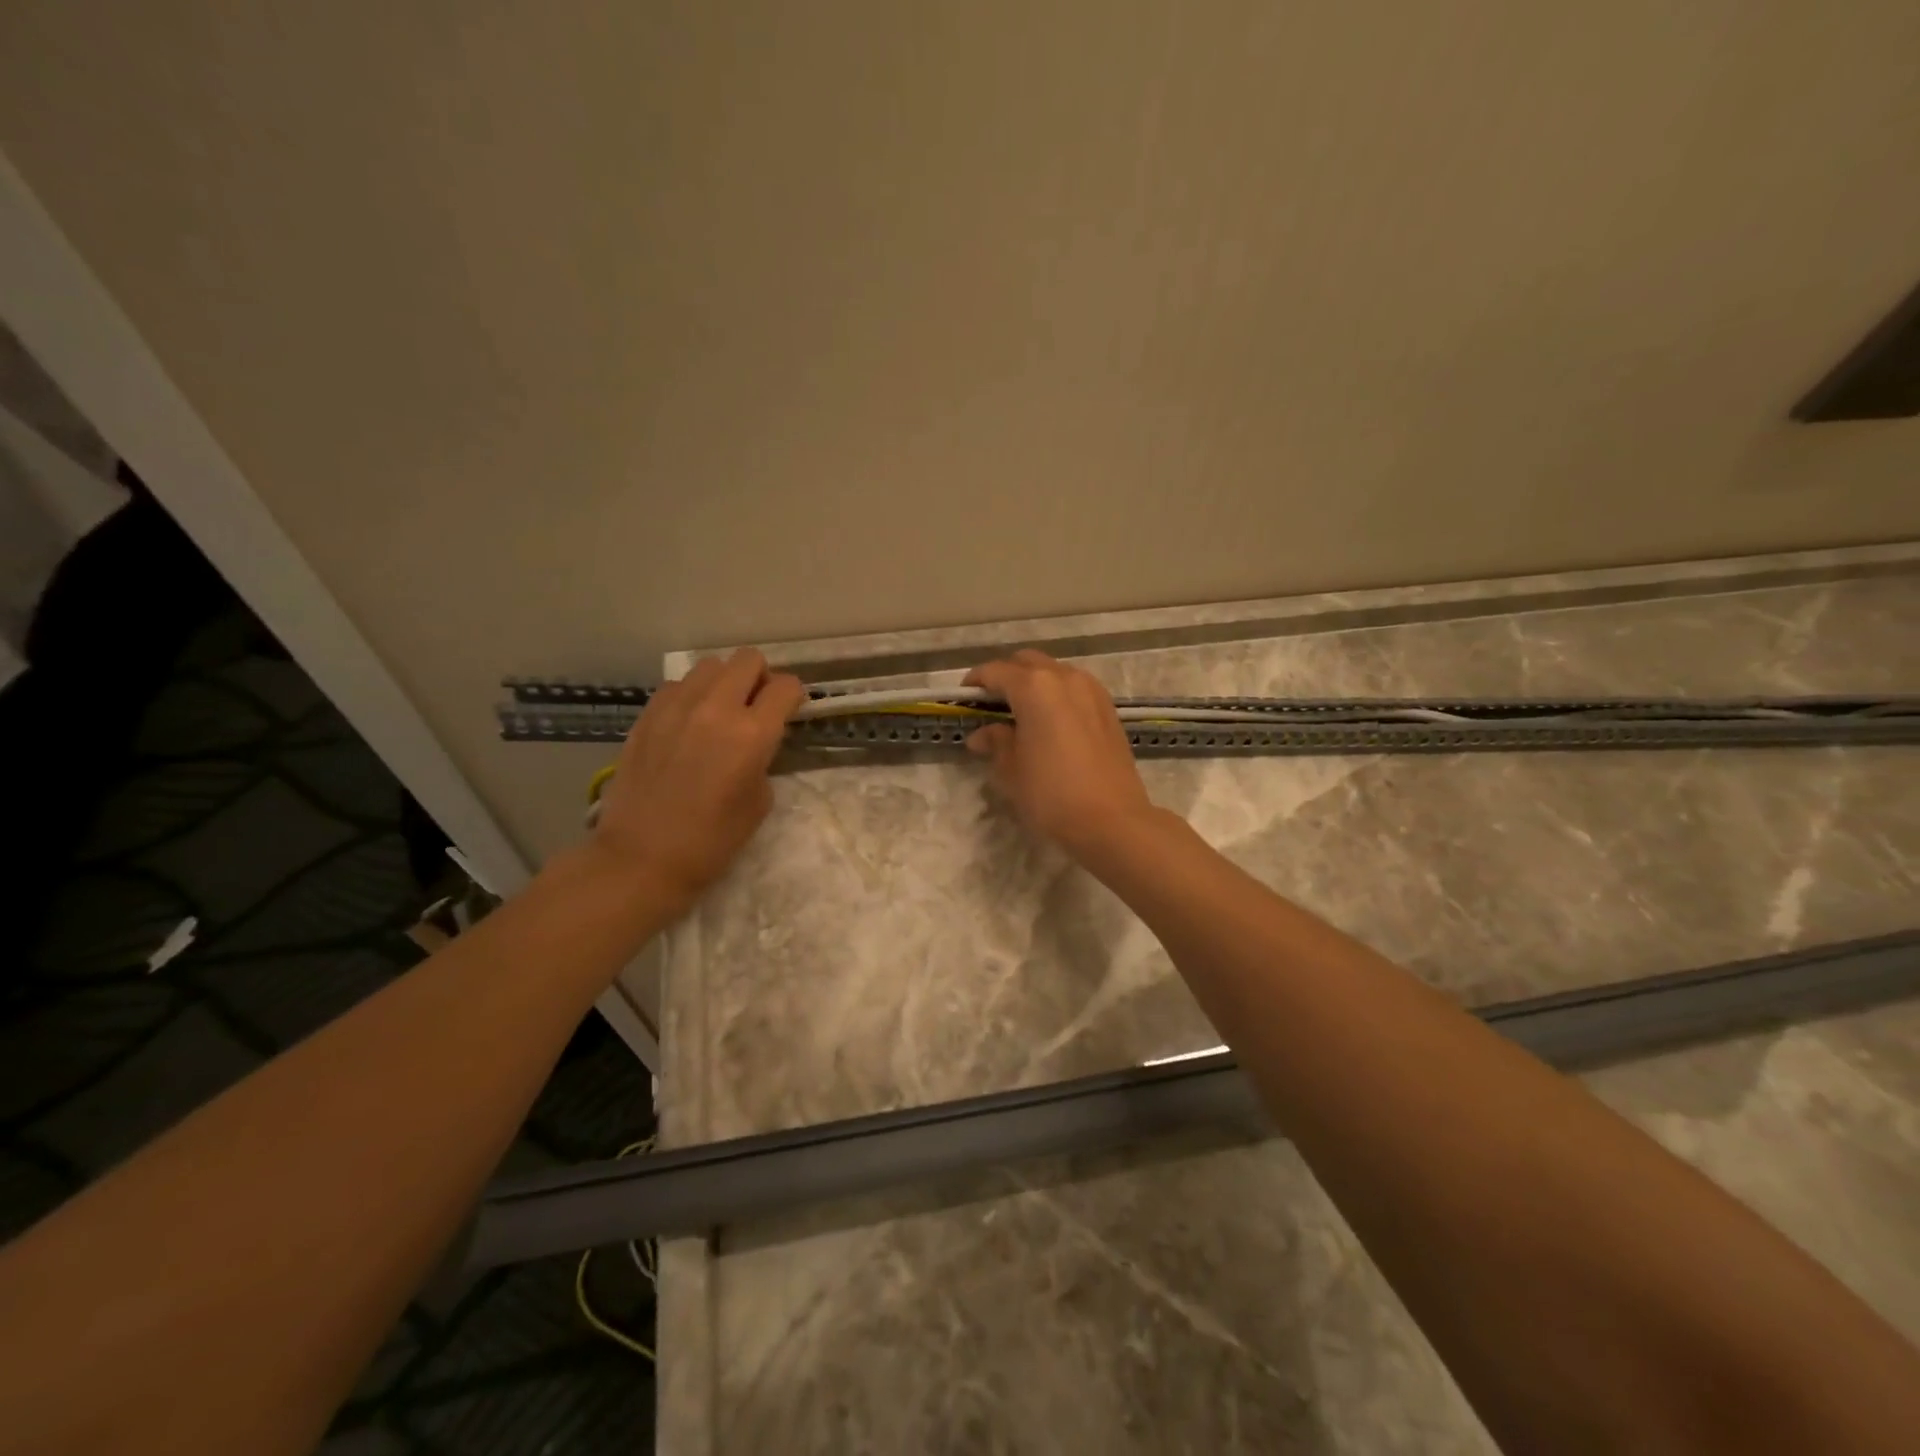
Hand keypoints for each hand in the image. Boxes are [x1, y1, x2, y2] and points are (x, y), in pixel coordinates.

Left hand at [591, 648, 805, 914]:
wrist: (641, 857)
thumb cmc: (711, 841)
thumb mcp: (759, 802)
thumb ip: (763, 758)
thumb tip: (756, 742)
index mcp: (751, 734)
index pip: (785, 687)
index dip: (793, 697)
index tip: (790, 712)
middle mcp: (716, 708)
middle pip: (749, 659)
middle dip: (760, 678)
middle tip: (756, 707)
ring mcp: (676, 706)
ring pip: (711, 665)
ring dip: (724, 682)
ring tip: (720, 712)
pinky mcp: (647, 714)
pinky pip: (678, 685)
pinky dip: (691, 695)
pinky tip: (688, 724)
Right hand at [963, 650, 1157, 856]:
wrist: (1112, 819)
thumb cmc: (1051, 794)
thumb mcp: (1011, 770)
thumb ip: (995, 742)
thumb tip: (982, 734)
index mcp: (1034, 687)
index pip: (995, 672)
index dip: (975, 683)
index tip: (964, 699)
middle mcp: (1064, 677)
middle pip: (1026, 662)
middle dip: (1006, 676)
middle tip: (991, 704)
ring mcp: (1091, 690)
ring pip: (1054, 672)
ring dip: (1034, 683)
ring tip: (1022, 713)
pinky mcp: (1108, 708)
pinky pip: (1075, 688)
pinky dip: (1057, 694)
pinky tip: (1051, 722)